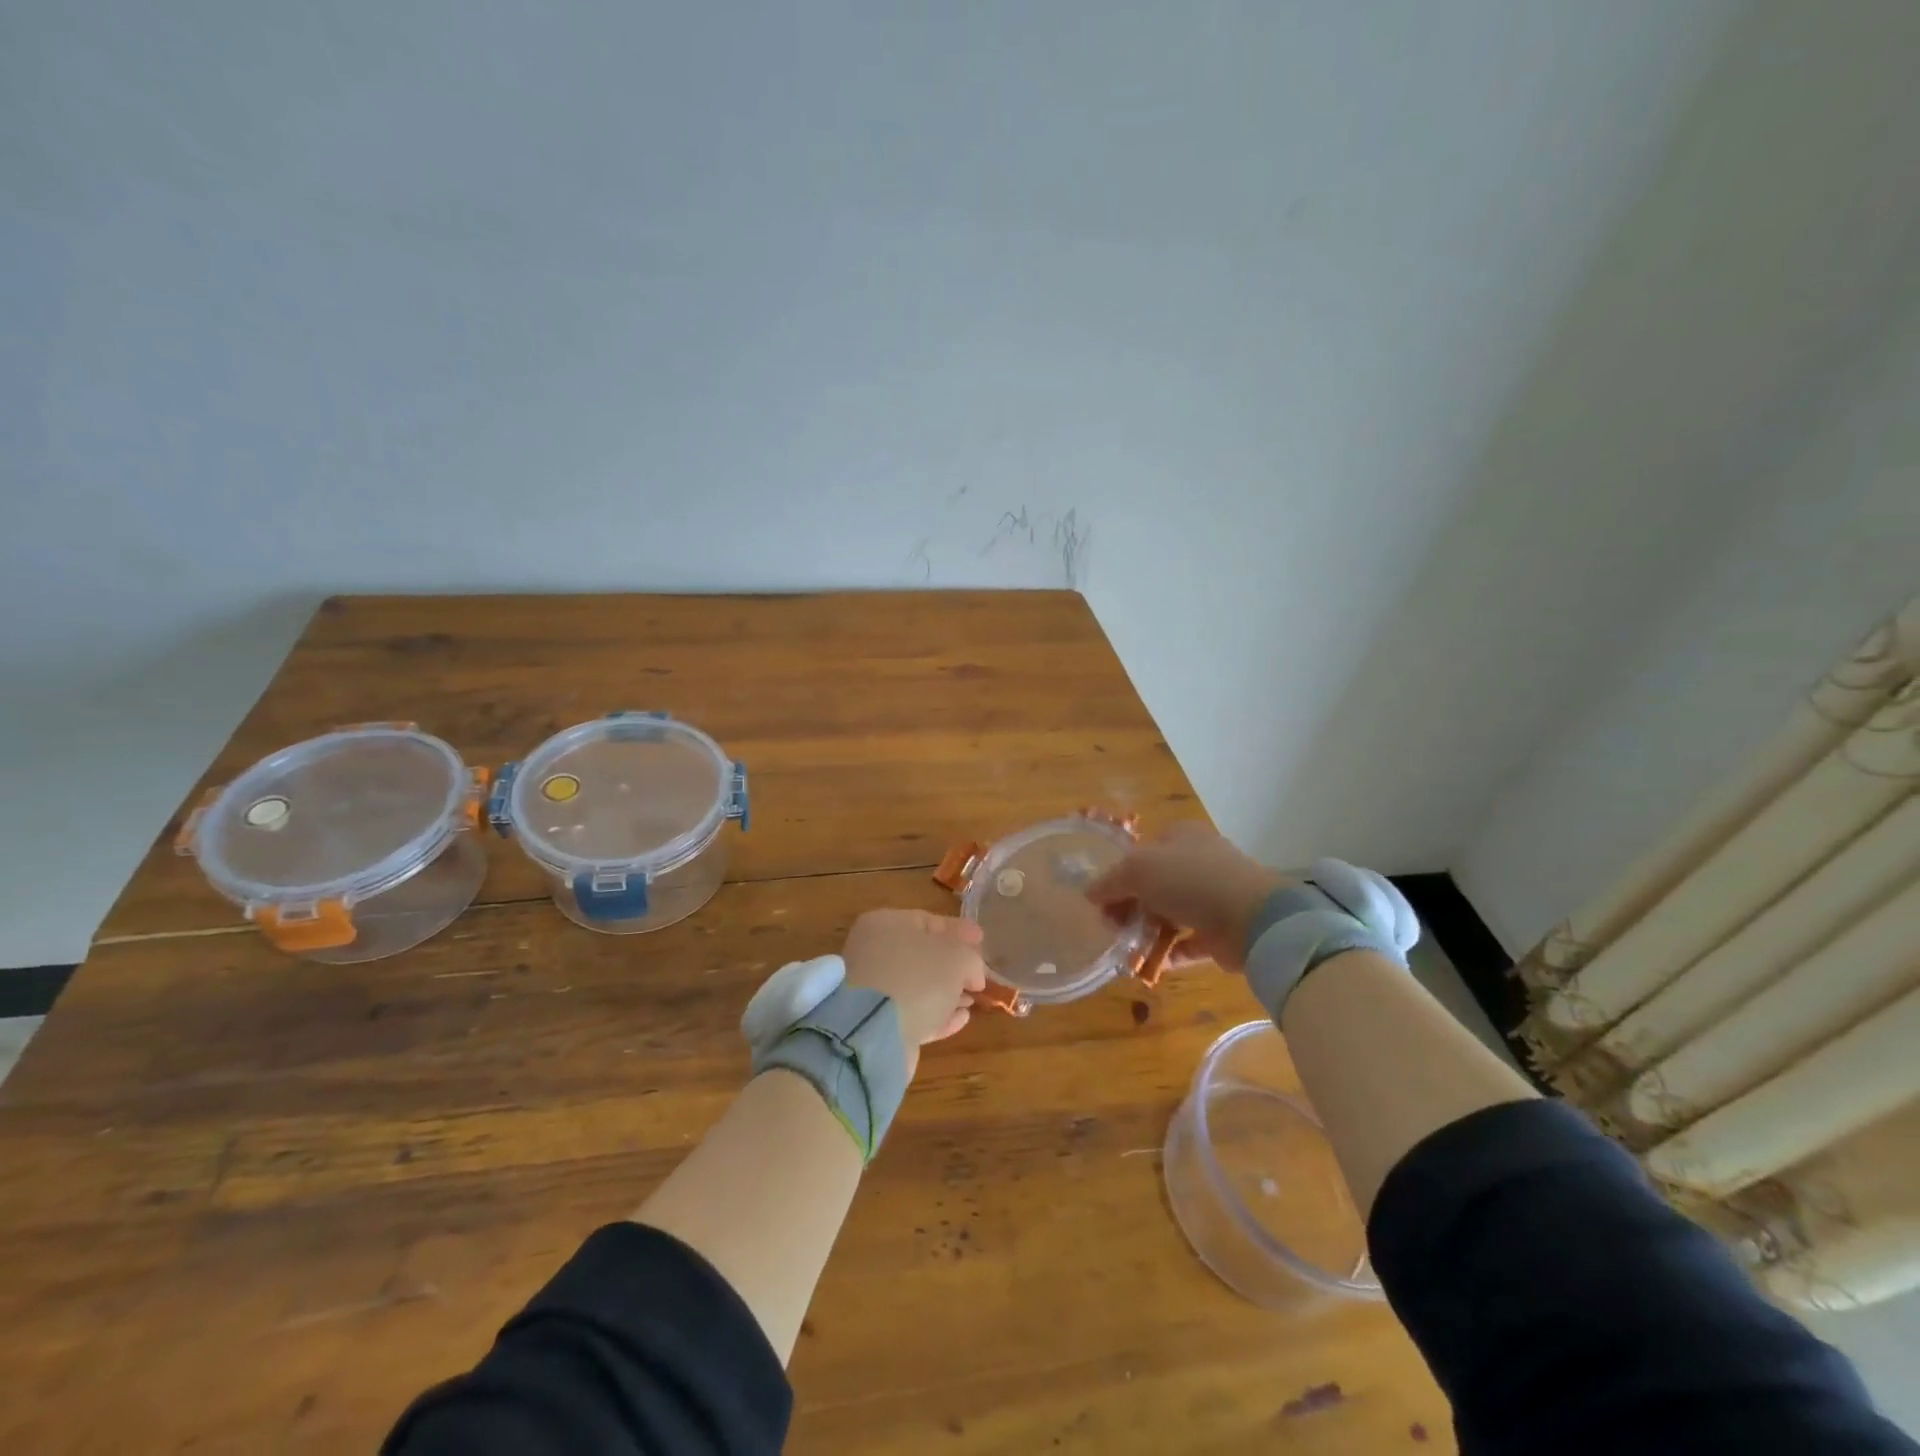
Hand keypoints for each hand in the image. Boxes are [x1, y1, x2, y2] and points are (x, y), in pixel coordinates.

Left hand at [842, 910, 987, 1073]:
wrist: (873, 1033)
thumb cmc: (917, 979)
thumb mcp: (957, 958)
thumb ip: (971, 959)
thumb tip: (973, 975)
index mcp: (886, 924)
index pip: (928, 921)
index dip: (958, 930)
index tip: (982, 939)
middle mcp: (873, 953)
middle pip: (922, 955)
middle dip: (954, 965)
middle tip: (978, 974)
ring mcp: (872, 990)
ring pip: (918, 987)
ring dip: (948, 992)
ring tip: (973, 999)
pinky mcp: (876, 1024)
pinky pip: (913, 1013)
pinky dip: (937, 1014)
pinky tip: (960, 1019)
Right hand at [1087, 823, 1285, 972]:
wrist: (1251, 918)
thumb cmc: (1189, 879)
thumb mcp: (1137, 869)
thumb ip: (1110, 882)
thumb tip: (1090, 894)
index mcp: (1182, 836)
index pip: (1143, 850)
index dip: (1119, 872)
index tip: (1100, 899)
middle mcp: (1199, 861)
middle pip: (1155, 883)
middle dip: (1131, 904)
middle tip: (1110, 926)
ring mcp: (1214, 896)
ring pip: (1171, 912)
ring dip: (1148, 930)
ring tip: (1124, 949)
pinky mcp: (1224, 930)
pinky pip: (1189, 941)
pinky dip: (1170, 953)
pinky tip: (1149, 964)